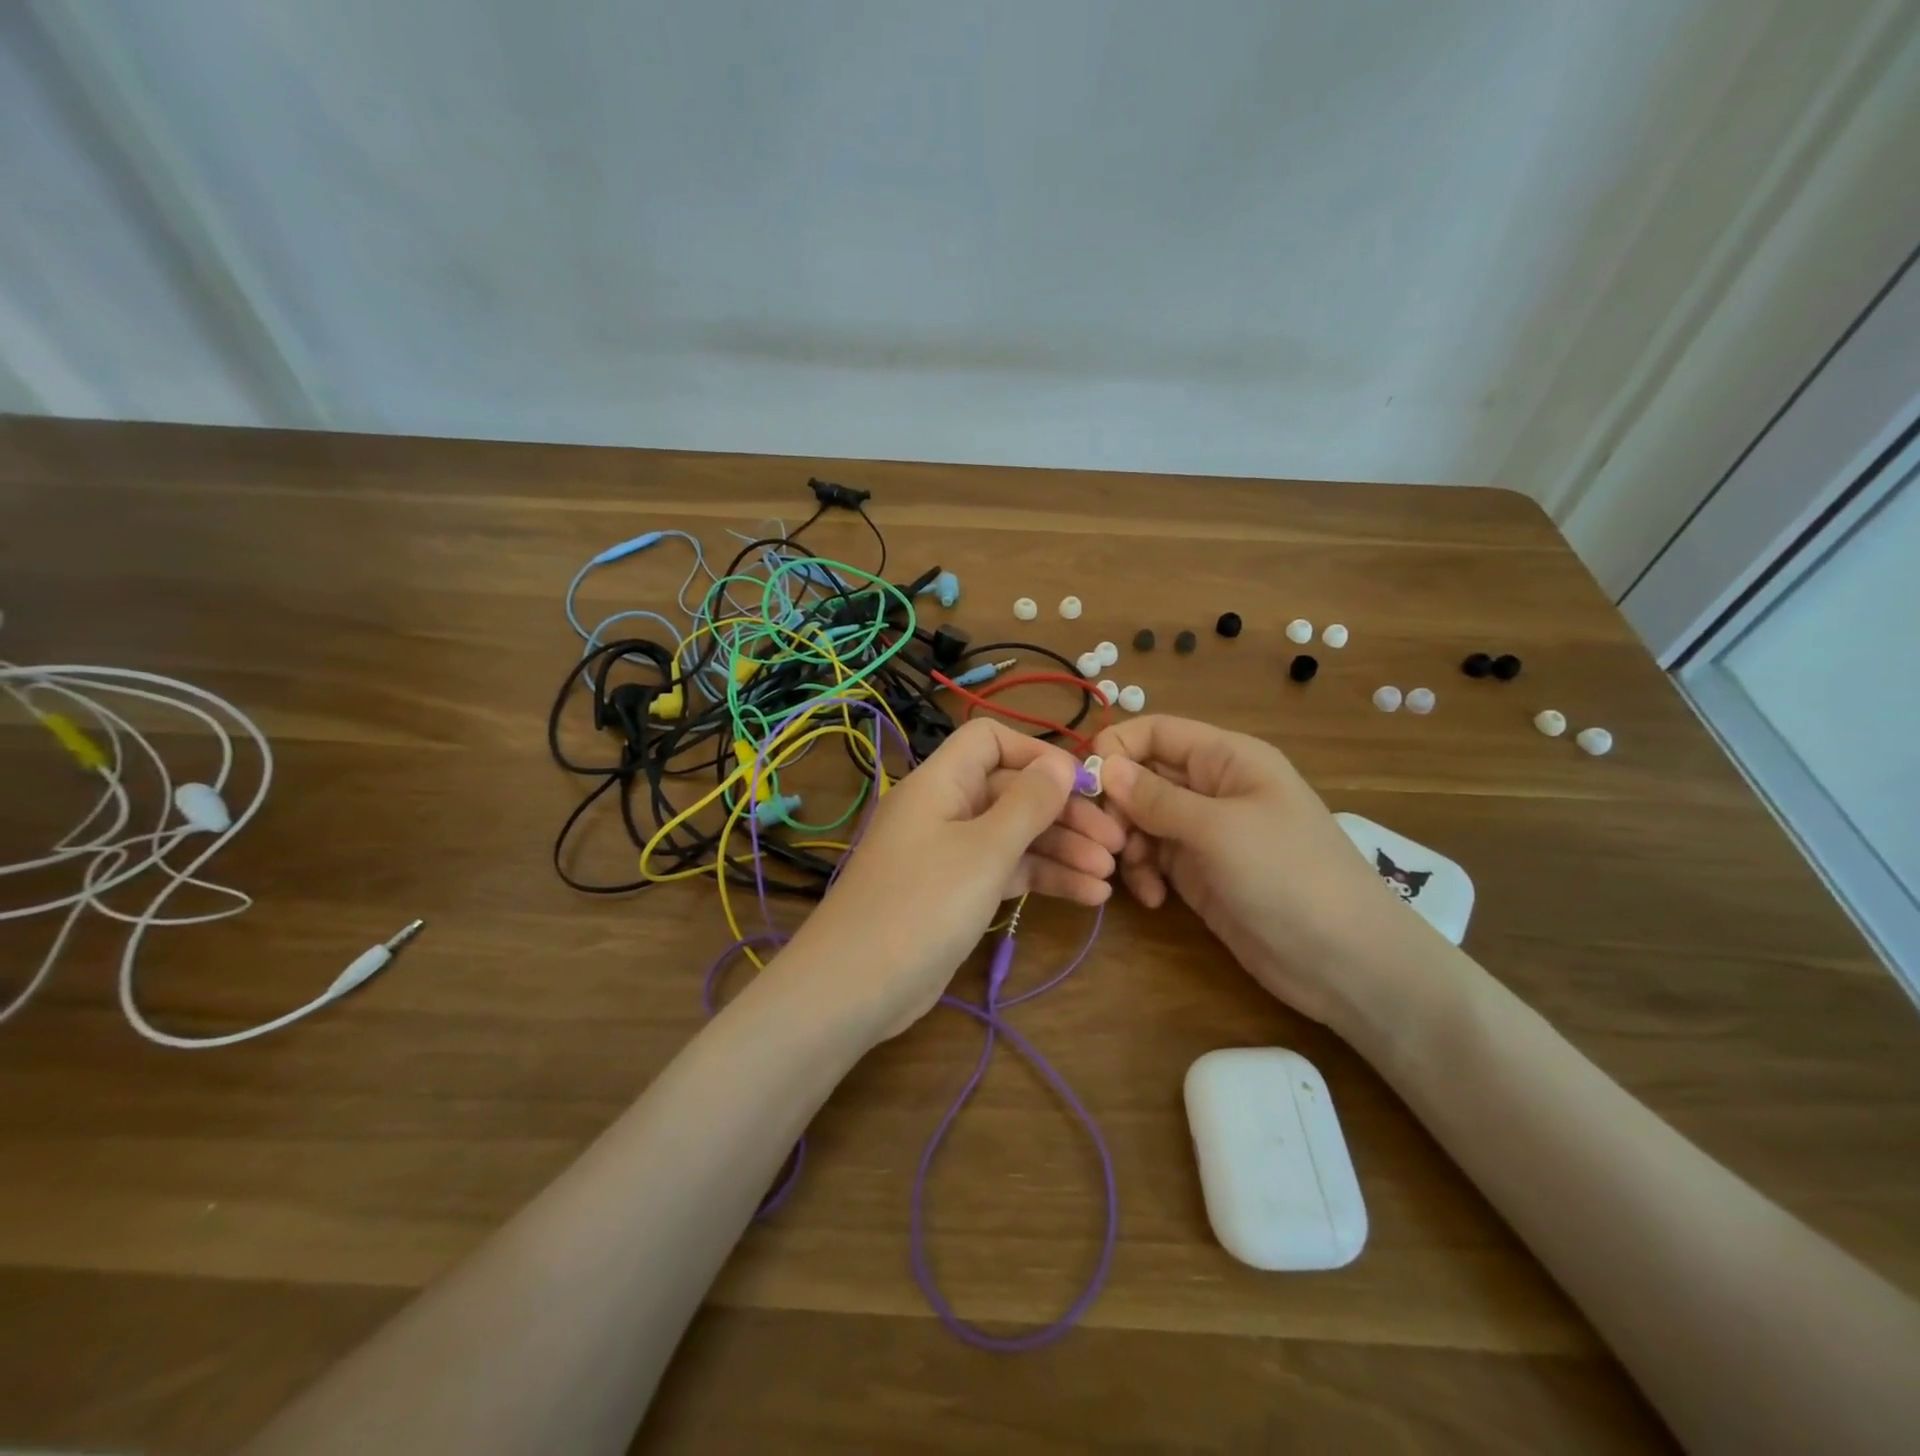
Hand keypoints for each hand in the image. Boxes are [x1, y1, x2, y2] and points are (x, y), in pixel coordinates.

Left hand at [782, 719, 1124, 1041]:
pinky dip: (1042, 879)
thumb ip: (1028, 803)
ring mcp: (949, 853)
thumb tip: (1062, 761)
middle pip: (1011, 792)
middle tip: (1116, 841)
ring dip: (1061, 850)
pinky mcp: (955, 893)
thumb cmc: (922, 904)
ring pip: (1013, 836)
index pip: (989, 741)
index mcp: (940, 782)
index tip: (1081, 782)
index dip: (1036, 753)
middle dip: (1064, 814)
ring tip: (1110, 875)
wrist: (856, 987)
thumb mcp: (984, 850)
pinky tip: (1089, 896)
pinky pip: (1004, 872)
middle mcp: (944, 809)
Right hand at [1091, 715, 1444, 1034]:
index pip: (1156, 731)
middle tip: (1105, 841)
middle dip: (1117, 806)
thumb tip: (1103, 766)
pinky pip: (1153, 858)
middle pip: (1142, 776)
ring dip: (1126, 844)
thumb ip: (1156, 797)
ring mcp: (1204, 832)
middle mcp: (1212, 788)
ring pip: (1140, 820)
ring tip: (1131, 874)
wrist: (1345, 963)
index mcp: (1227, 758)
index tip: (1083, 784)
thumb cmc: (1288, 876)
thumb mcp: (1218, 829)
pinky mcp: (1199, 873)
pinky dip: (1143, 874)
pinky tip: (1152, 899)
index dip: (1117, 748)